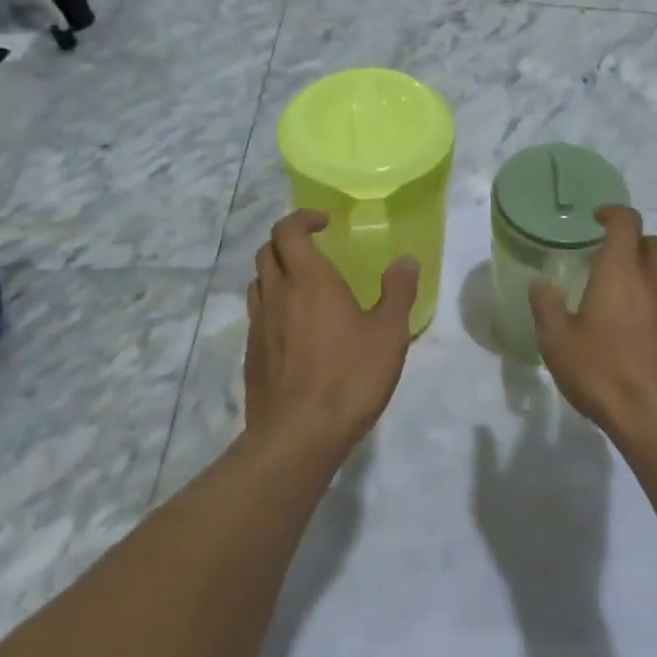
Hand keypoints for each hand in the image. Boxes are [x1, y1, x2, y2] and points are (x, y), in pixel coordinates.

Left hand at [245, 210, 419, 456]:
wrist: (297, 437)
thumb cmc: (349, 378)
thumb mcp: (389, 334)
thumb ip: (398, 292)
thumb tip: (406, 261)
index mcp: (309, 280)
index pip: (288, 230)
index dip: (302, 218)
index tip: (324, 223)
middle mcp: (277, 294)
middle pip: (267, 251)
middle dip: (289, 241)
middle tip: (316, 249)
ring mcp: (258, 325)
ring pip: (258, 282)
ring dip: (277, 273)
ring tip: (305, 287)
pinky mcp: (251, 355)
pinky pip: (257, 315)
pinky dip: (273, 306)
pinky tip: (296, 330)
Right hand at [529, 207, 656, 445]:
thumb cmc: (604, 374)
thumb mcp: (557, 343)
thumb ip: (546, 307)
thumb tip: (541, 284)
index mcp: (622, 273)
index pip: (627, 222)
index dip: (613, 213)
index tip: (598, 218)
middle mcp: (655, 282)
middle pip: (653, 244)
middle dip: (633, 242)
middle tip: (610, 259)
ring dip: (648, 274)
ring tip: (624, 299)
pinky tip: (642, 334)